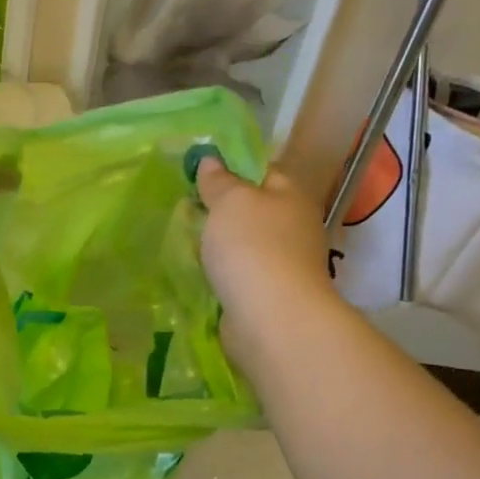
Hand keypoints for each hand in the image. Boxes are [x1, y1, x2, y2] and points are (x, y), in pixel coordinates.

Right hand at [194, 156, 337, 347]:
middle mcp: (293, 227)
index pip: (263, 171)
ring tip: (186, 243)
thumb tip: (212, 160)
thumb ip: (219, 180)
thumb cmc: (252, 247)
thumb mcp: (230, 201)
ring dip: (220, 245)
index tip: (199, 175)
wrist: (270, 318)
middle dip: (222, 211)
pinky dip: (222, 273)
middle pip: (253, 210)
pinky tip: (200, 274)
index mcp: (291, 196)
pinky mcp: (268, 294)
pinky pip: (239, 275)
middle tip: (186, 210)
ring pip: (245, 245)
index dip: (232, 168)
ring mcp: (283, 264)